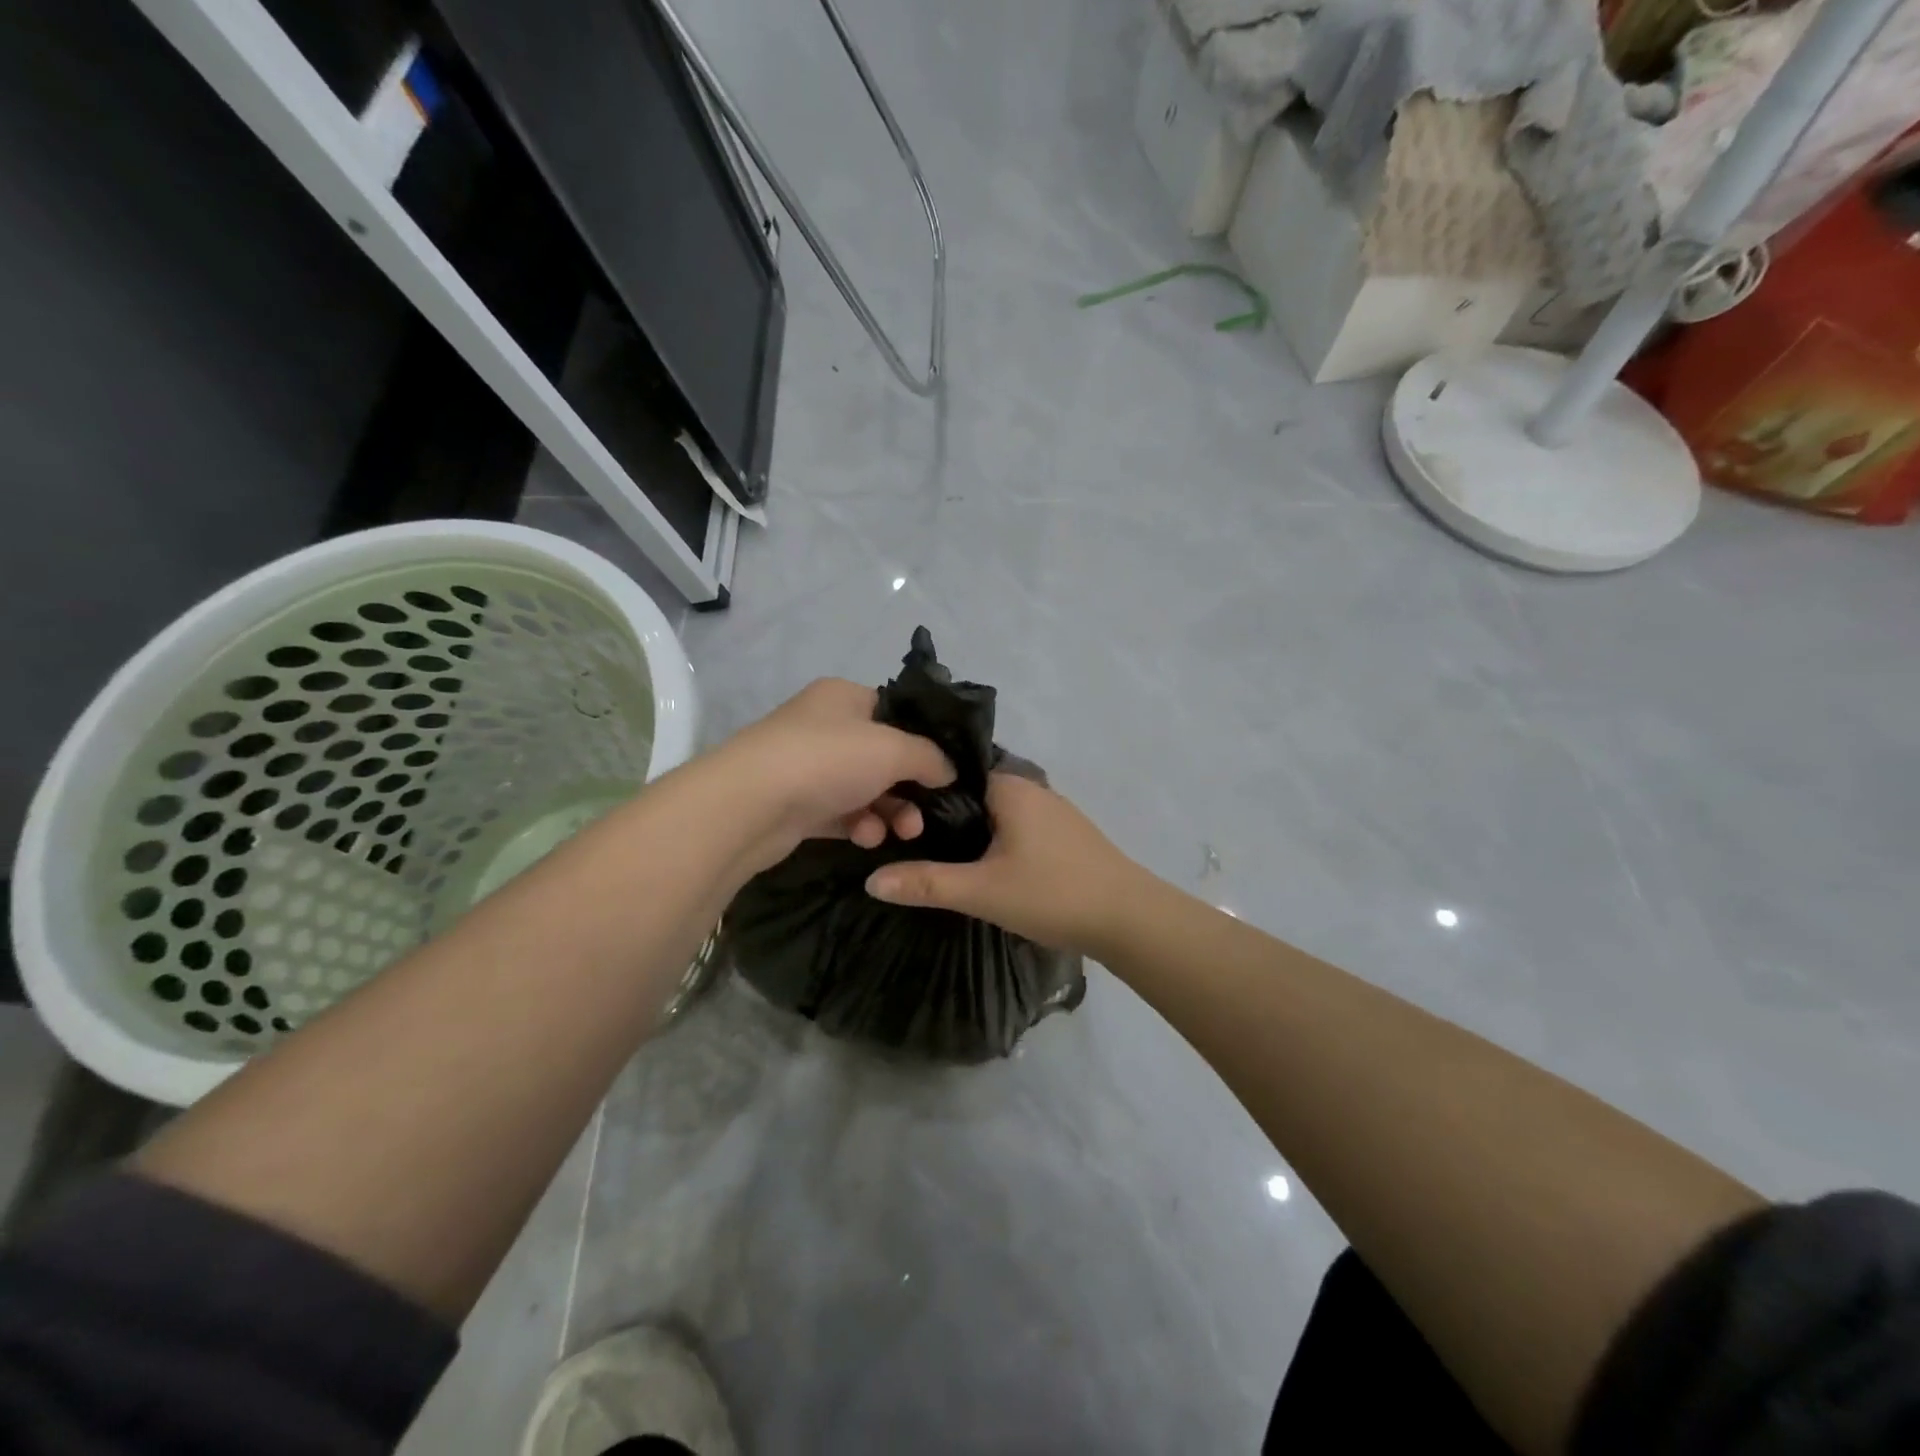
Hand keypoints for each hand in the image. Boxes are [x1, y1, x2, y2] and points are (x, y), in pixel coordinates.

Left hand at [716, 679, 955, 871]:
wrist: (749, 806)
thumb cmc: (827, 760)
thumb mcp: (893, 749)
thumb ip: (931, 757)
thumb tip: (949, 770)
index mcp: (844, 697)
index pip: (896, 712)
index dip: (924, 741)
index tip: (947, 771)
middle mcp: (825, 726)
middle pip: (884, 756)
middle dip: (910, 788)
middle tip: (926, 815)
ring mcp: (808, 766)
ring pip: (865, 789)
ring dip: (889, 812)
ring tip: (900, 832)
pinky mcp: (797, 804)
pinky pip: (842, 813)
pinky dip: (860, 825)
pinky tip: (865, 837)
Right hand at [865, 772, 1146, 952]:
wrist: (1130, 919)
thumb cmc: (1052, 893)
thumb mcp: (982, 891)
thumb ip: (926, 883)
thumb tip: (871, 880)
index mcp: (1010, 786)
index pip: (952, 773)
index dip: (920, 792)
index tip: (891, 814)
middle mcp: (1032, 788)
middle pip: (972, 794)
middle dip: (942, 816)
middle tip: (905, 841)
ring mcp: (1053, 811)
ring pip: (996, 814)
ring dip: (971, 833)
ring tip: (935, 857)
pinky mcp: (1066, 836)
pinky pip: (1017, 829)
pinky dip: (996, 842)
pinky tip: (984, 868)